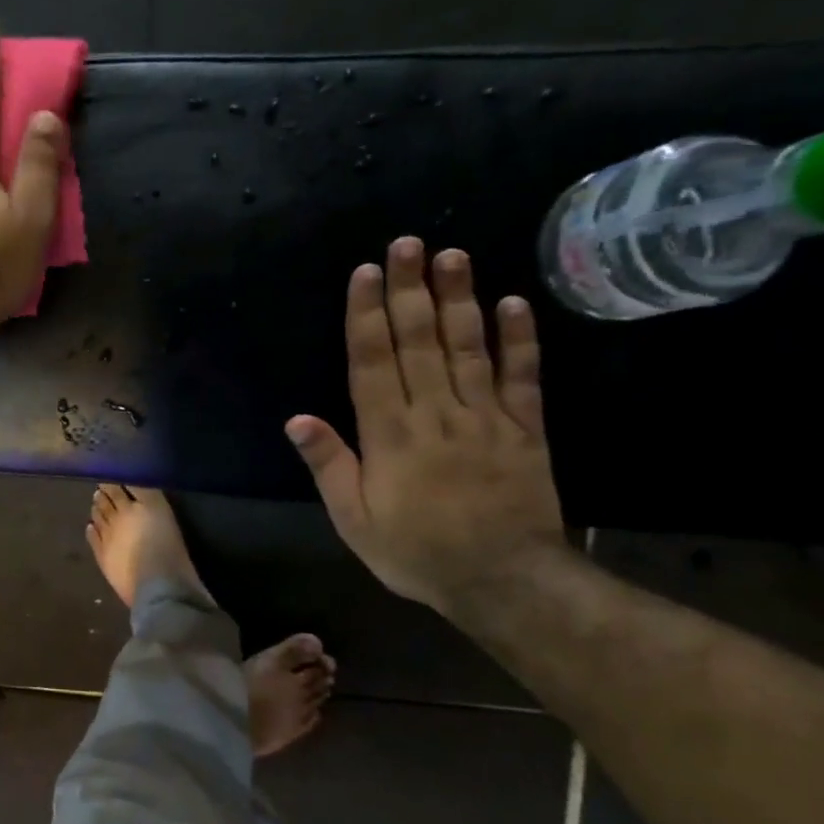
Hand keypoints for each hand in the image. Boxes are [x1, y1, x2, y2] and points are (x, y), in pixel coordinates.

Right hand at [285, 239, 566, 616]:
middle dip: (409, 290)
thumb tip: (298, 419)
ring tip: (451, 255)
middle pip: (419, 342)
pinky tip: (514, 302)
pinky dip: (519, 339)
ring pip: (468, 348)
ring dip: (459, 299)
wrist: (503, 581)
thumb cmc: (416, 551)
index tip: (365, 273)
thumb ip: (330, 466)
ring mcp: (485, 417)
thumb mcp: (355, 520)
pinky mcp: (525, 428)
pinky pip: (522, 377)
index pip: (374, 363)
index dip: (367, 316)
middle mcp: (436, 414)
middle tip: (407, 243)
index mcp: (390, 436)